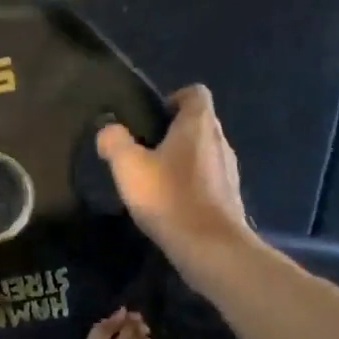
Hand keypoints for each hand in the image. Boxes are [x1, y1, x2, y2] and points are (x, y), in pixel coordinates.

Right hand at [97, 86, 252, 265]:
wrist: (209, 245)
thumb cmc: (168, 197)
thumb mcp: (128, 167)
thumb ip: (114, 142)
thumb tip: (108, 130)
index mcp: (198, 124)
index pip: (194, 93)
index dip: (172, 99)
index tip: (151, 120)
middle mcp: (220, 140)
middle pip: (199, 123)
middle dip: (174, 133)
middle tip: (145, 153)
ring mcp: (229, 170)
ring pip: (204, 153)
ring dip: (184, 160)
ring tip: (157, 181)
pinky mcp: (230, 196)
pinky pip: (209, 179)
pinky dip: (192, 185)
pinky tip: (172, 205)